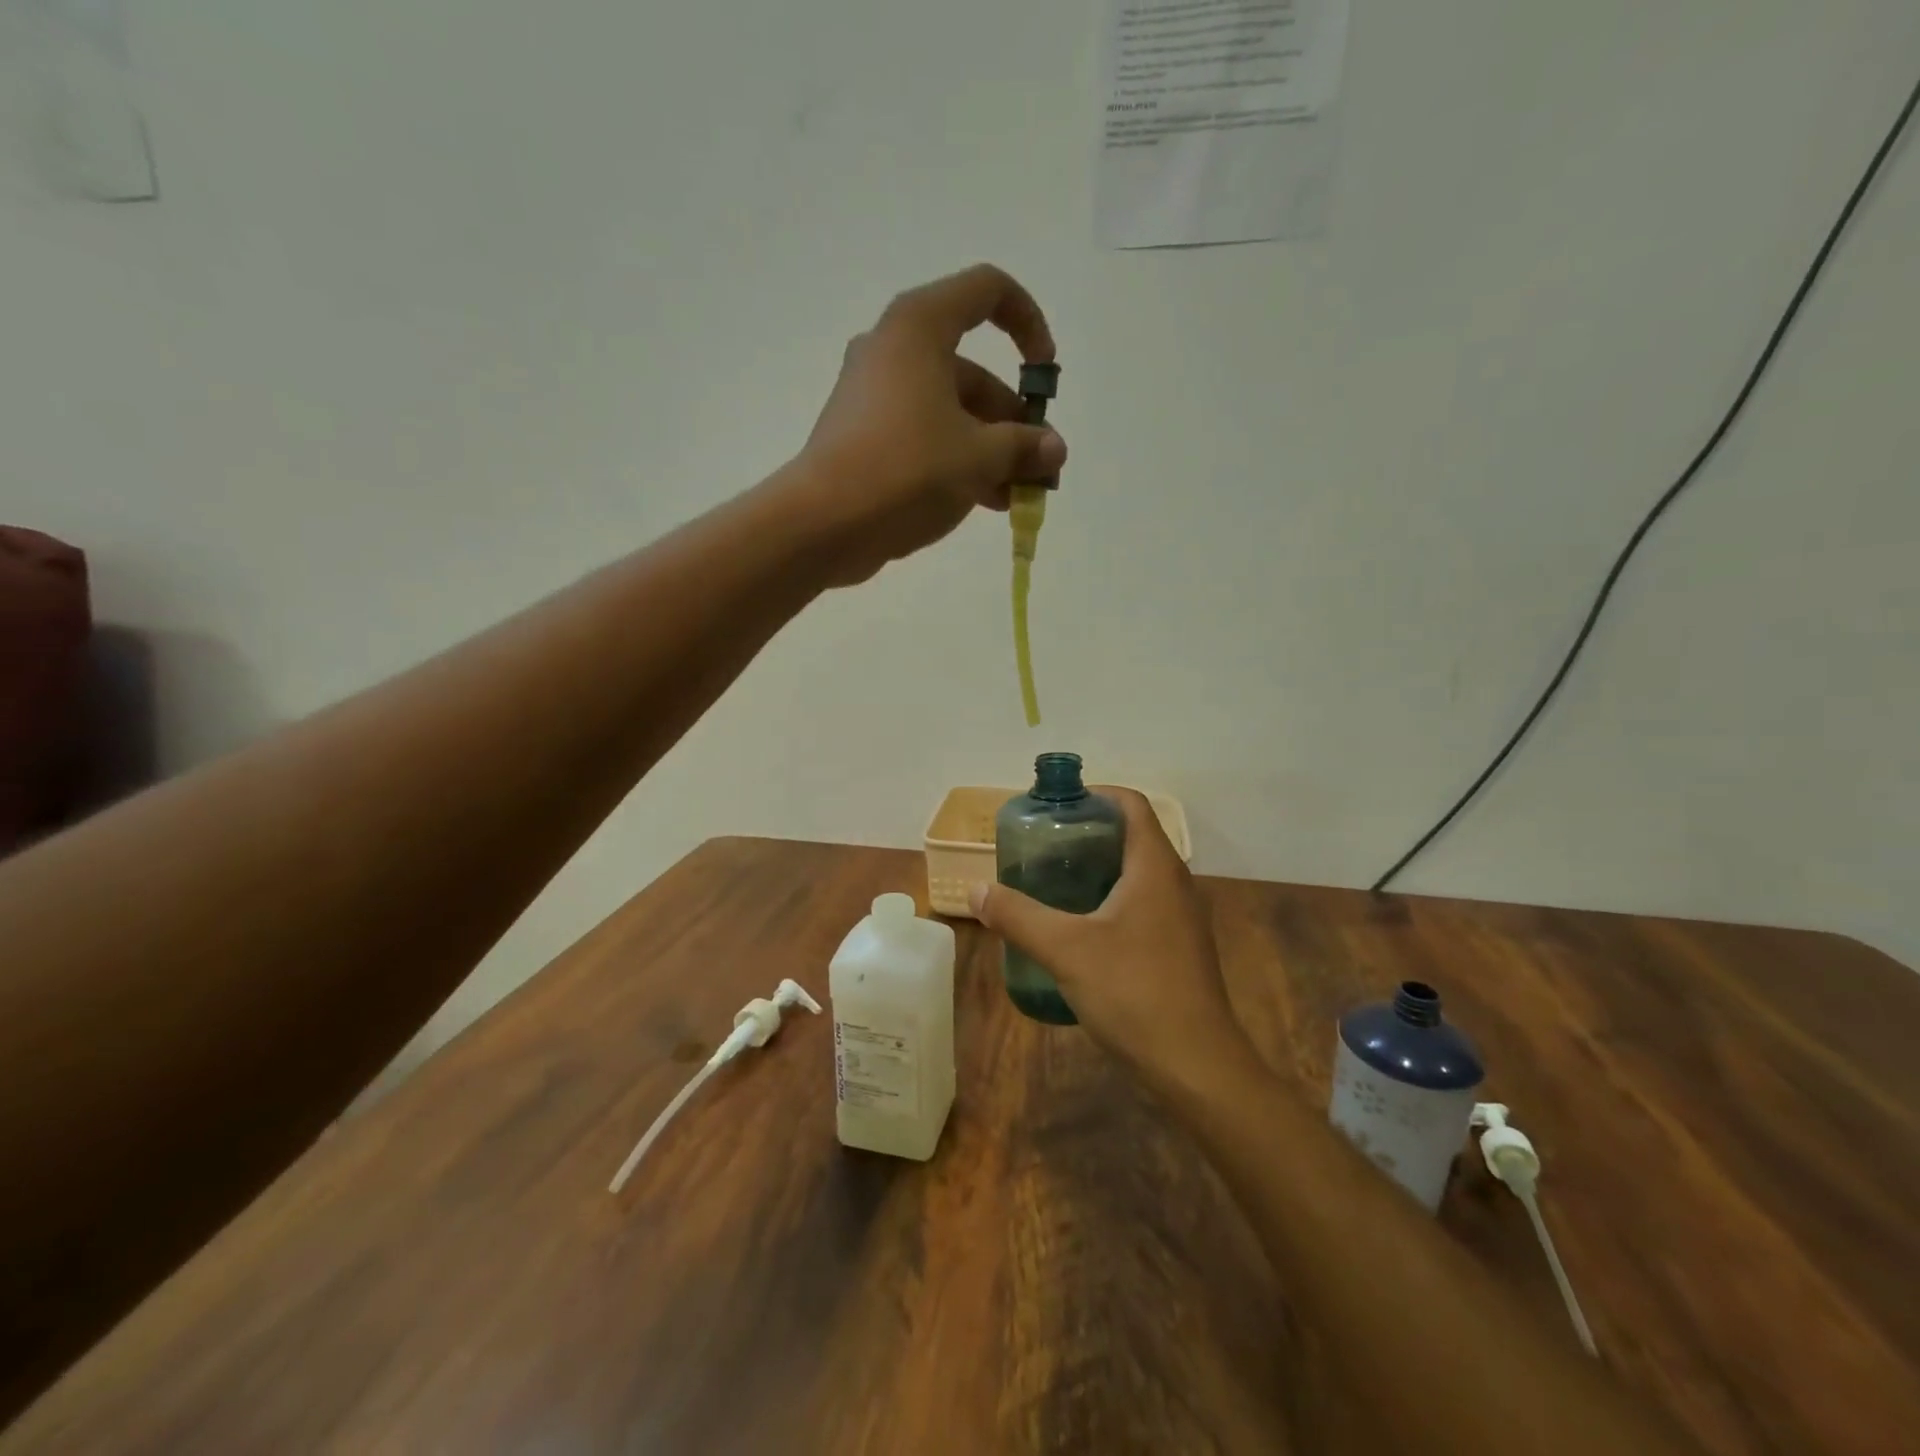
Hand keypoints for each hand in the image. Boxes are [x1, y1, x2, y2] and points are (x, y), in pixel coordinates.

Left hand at [792, 264, 1068, 585]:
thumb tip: (1053, 449)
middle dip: (1013, 422)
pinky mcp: (864, 437)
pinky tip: (984, 503)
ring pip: (950, 412)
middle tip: (1040, 469)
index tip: (1044, 375)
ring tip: (1018, 498)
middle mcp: (894, 350)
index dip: (1028, 324)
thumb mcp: (979, 458)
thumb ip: (1024, 447)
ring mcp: (874, 396)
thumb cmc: (907, 471)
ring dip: (991, 451)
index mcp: (920, 328)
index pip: (988, 292)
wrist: (824, 524)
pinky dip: (956, 462)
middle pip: (971, 372)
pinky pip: (924, 436)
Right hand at [970, 789, 1263, 1099]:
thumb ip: (1018, 916)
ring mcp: (1181, 917)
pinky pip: (1142, 905)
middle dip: (1086, 834)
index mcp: (1155, 866)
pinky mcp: (1179, 948)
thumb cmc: (1134, 992)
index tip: (1054, 808)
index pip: (1130, 804)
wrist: (1197, 1067)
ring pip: (1137, 873)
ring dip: (1097, 870)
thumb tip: (977, 891)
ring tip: (1052, 884)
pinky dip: (1110, 901)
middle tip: (1041, 848)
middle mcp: (1174, 882)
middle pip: (1131, 836)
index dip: (1093, 795)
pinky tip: (1079, 930)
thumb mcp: (1066, 950)